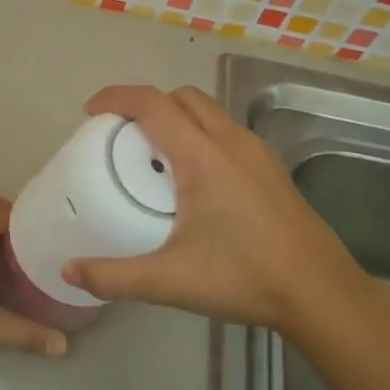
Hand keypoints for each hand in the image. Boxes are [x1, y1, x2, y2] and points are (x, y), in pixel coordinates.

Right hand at [61, 85, 372, 330]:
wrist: (321, 292)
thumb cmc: (244, 278)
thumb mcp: (170, 281)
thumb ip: (114, 277)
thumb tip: (69, 271)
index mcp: (203, 157)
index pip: (153, 104)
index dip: (117, 98)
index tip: (92, 112)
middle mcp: (232, 142)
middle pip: (182, 97)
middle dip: (147, 104)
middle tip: (121, 135)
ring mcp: (257, 153)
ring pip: (209, 112)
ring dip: (177, 117)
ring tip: (155, 155)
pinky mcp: (272, 168)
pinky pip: (227, 132)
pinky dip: (201, 135)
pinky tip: (195, 180)